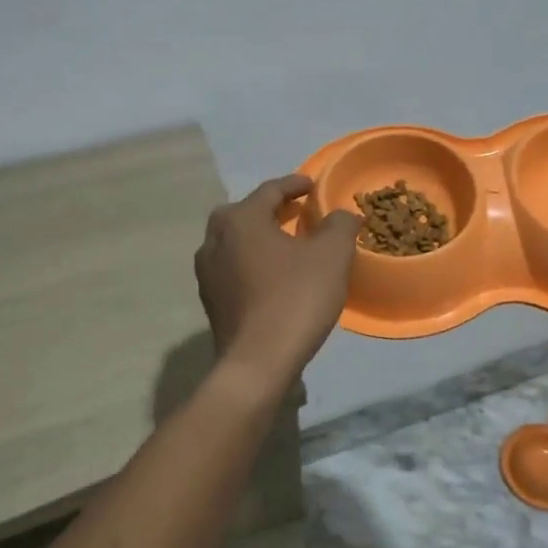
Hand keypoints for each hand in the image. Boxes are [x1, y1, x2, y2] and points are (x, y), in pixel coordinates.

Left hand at [196, 174, 360, 386]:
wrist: (258, 362)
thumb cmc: (295, 298)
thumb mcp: (332, 255)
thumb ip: (339, 225)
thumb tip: (341, 215)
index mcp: (240, 220)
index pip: (269, 190)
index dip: (294, 185)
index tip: (312, 185)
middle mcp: (215, 239)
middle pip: (244, 213)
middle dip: (271, 209)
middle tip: (296, 213)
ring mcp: (207, 272)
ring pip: (235, 241)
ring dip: (259, 237)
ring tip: (286, 244)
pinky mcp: (210, 300)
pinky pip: (233, 268)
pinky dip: (252, 262)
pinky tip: (272, 276)